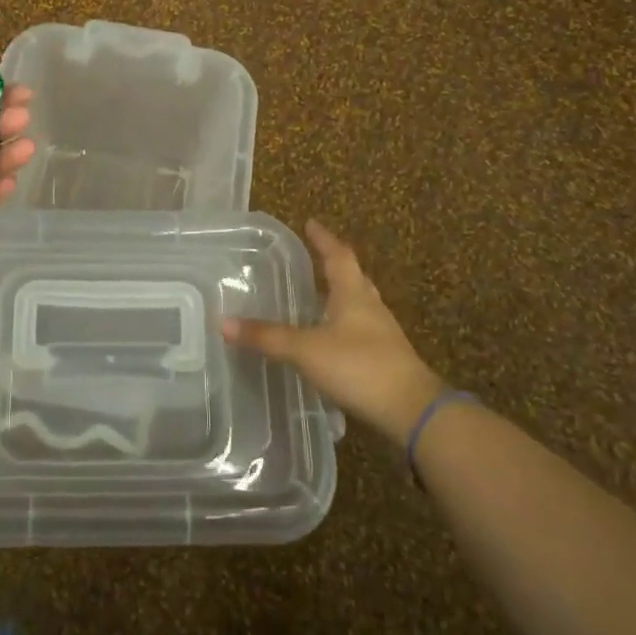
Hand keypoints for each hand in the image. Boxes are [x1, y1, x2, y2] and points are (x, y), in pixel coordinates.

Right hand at [224, 220, 447, 444]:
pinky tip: (329, 338)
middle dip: (332, 264)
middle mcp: (370, 307)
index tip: (310, 223)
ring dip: (339, 295)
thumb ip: (267, 337)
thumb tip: (223, 322)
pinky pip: (359, 330)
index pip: (338, 255)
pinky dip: (342, 325)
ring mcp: (381, 334)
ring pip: (358, 304)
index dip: (323, 239)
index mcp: (353, 294)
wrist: (412, 411)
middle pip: (352, 277)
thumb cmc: (360, 367)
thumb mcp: (306, 350)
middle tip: (313, 257)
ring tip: (317, 295)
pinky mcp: (385, 359)